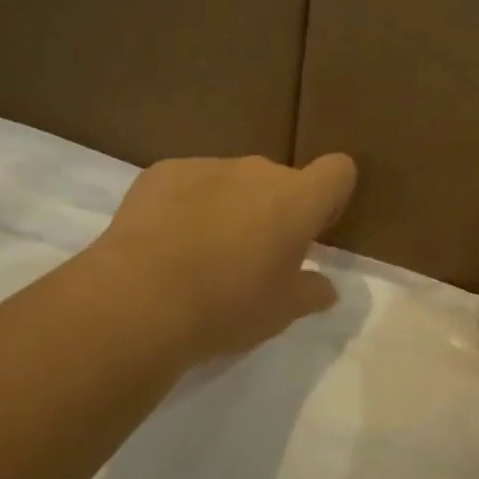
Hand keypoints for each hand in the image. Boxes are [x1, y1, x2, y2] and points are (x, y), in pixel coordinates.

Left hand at [90, 153, 356, 368]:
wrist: (139, 300)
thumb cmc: (227, 306)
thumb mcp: (282, 312)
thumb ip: (312, 293)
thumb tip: (326, 288)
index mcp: (297, 199)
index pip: (338, 170)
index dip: (331, 196)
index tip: (313, 231)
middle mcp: (258, 170)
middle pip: (280, 181)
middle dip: (273, 210)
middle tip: (252, 257)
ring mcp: (208, 166)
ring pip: (232, 181)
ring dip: (229, 206)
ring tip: (200, 254)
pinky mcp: (163, 172)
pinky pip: (188, 183)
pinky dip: (185, 205)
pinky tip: (164, 244)